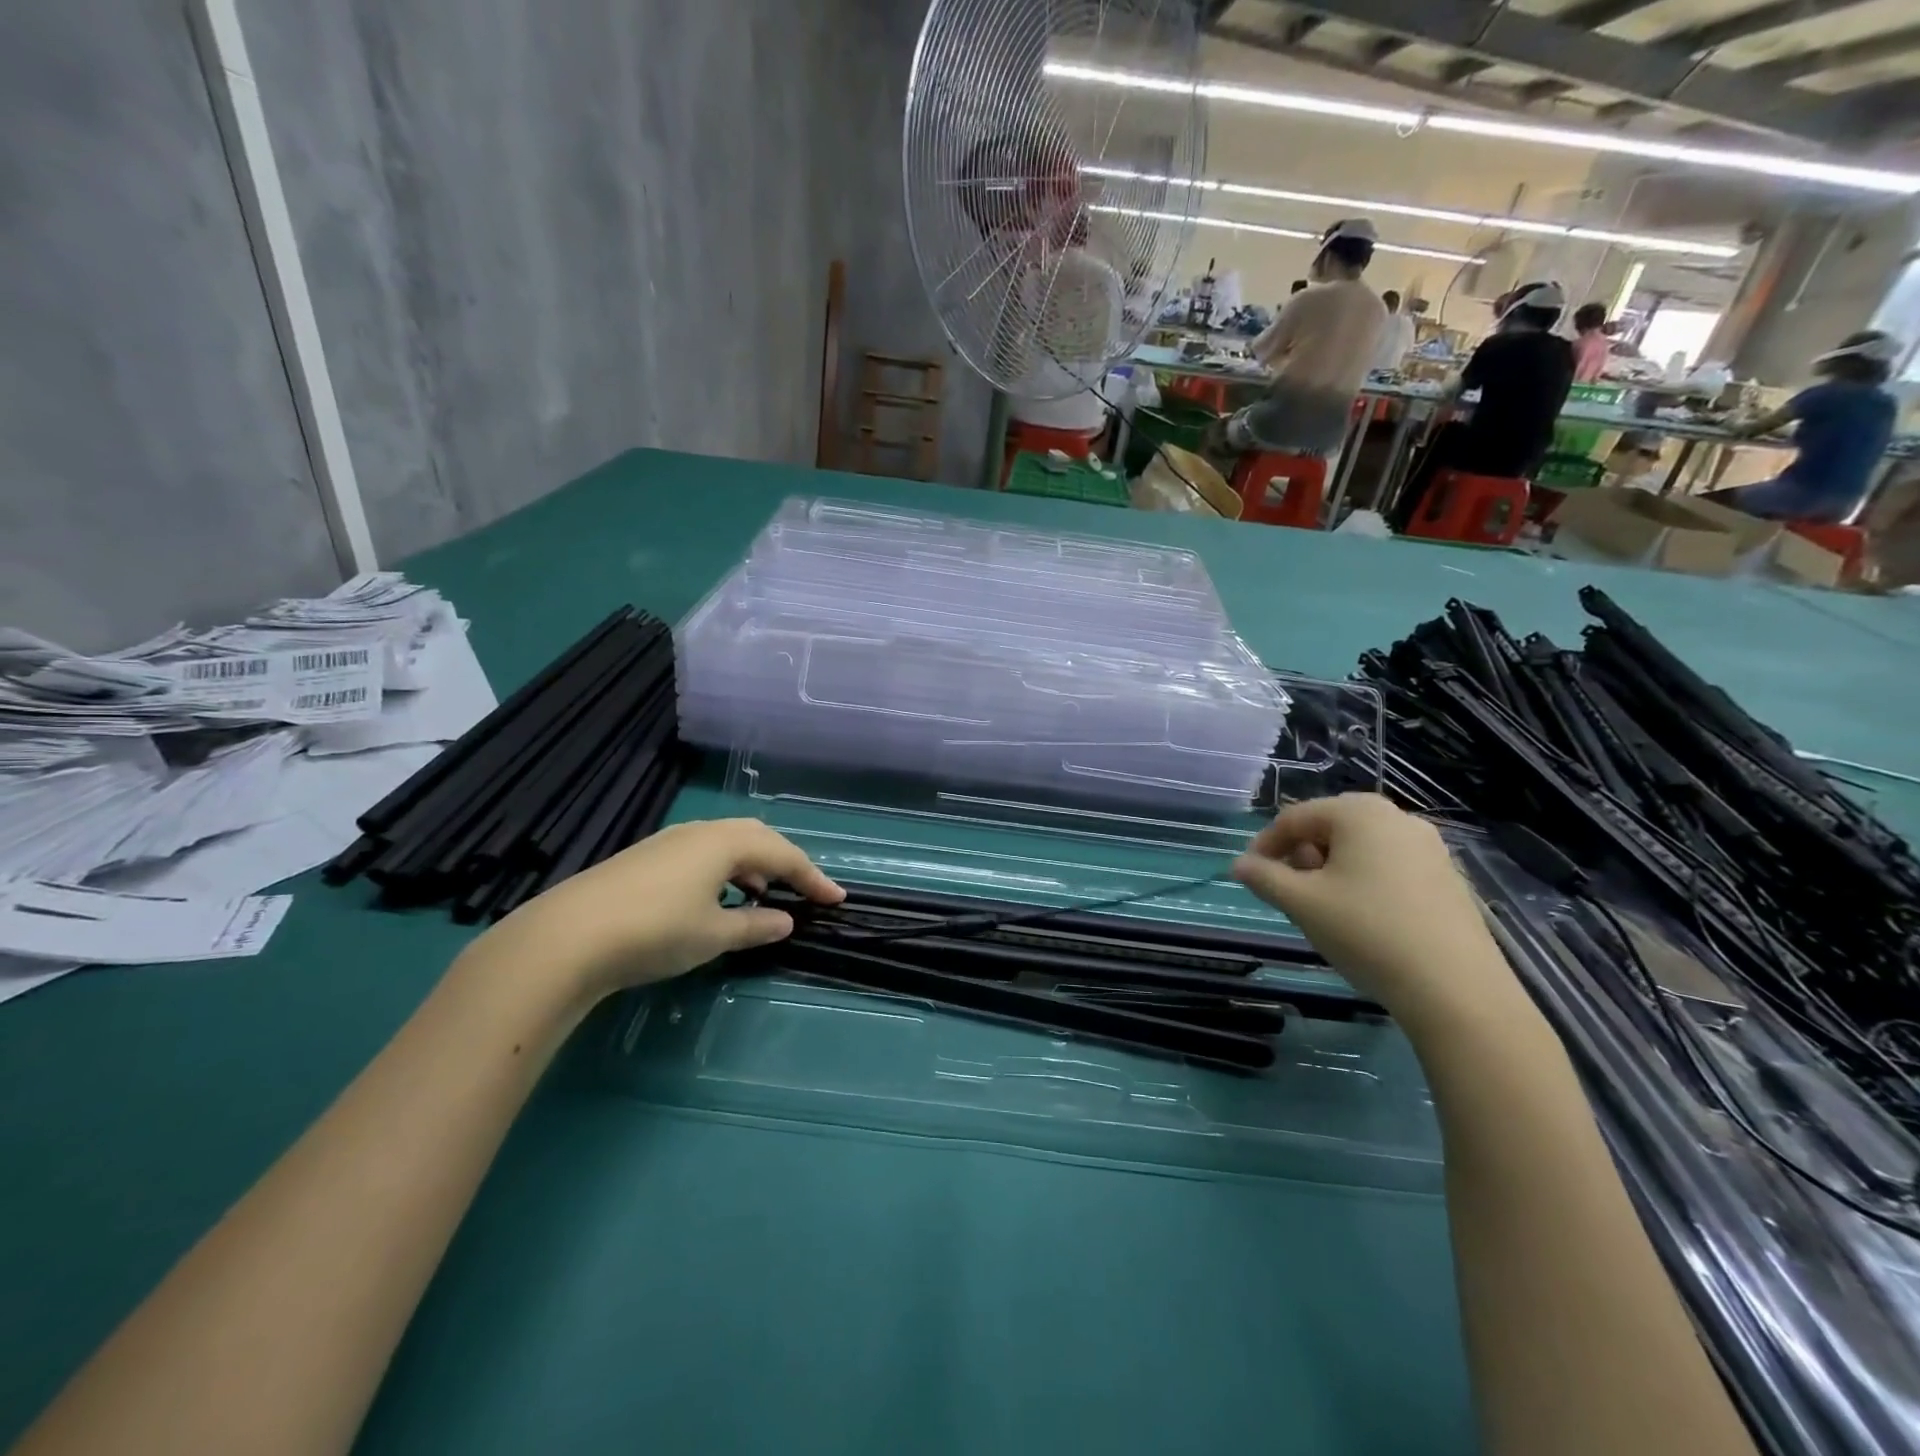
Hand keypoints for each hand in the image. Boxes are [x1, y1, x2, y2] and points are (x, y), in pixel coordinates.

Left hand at [469, 819, 843, 1003]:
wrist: (567, 937)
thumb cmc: (656, 931)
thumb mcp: (714, 934)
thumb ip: (755, 925)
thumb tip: (785, 921)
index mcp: (726, 842)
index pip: (784, 855)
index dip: (813, 878)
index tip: (836, 900)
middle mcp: (701, 832)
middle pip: (756, 837)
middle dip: (784, 862)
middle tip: (801, 890)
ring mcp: (669, 842)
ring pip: (726, 843)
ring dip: (752, 865)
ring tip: (761, 895)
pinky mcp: (645, 857)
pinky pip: (702, 853)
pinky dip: (723, 870)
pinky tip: (715, 897)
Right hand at [1231, 794, 1518, 1027]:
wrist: (1455, 989)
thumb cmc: (1366, 932)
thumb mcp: (1301, 904)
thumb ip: (1264, 877)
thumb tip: (1239, 865)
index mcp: (1359, 813)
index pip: (1295, 817)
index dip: (1265, 844)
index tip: (1251, 875)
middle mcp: (1397, 818)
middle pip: (1331, 826)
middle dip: (1301, 853)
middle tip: (1288, 889)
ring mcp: (1430, 848)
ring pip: (1362, 846)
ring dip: (1332, 867)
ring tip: (1322, 906)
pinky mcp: (1448, 878)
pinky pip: (1391, 866)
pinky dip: (1365, 880)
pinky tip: (1362, 918)